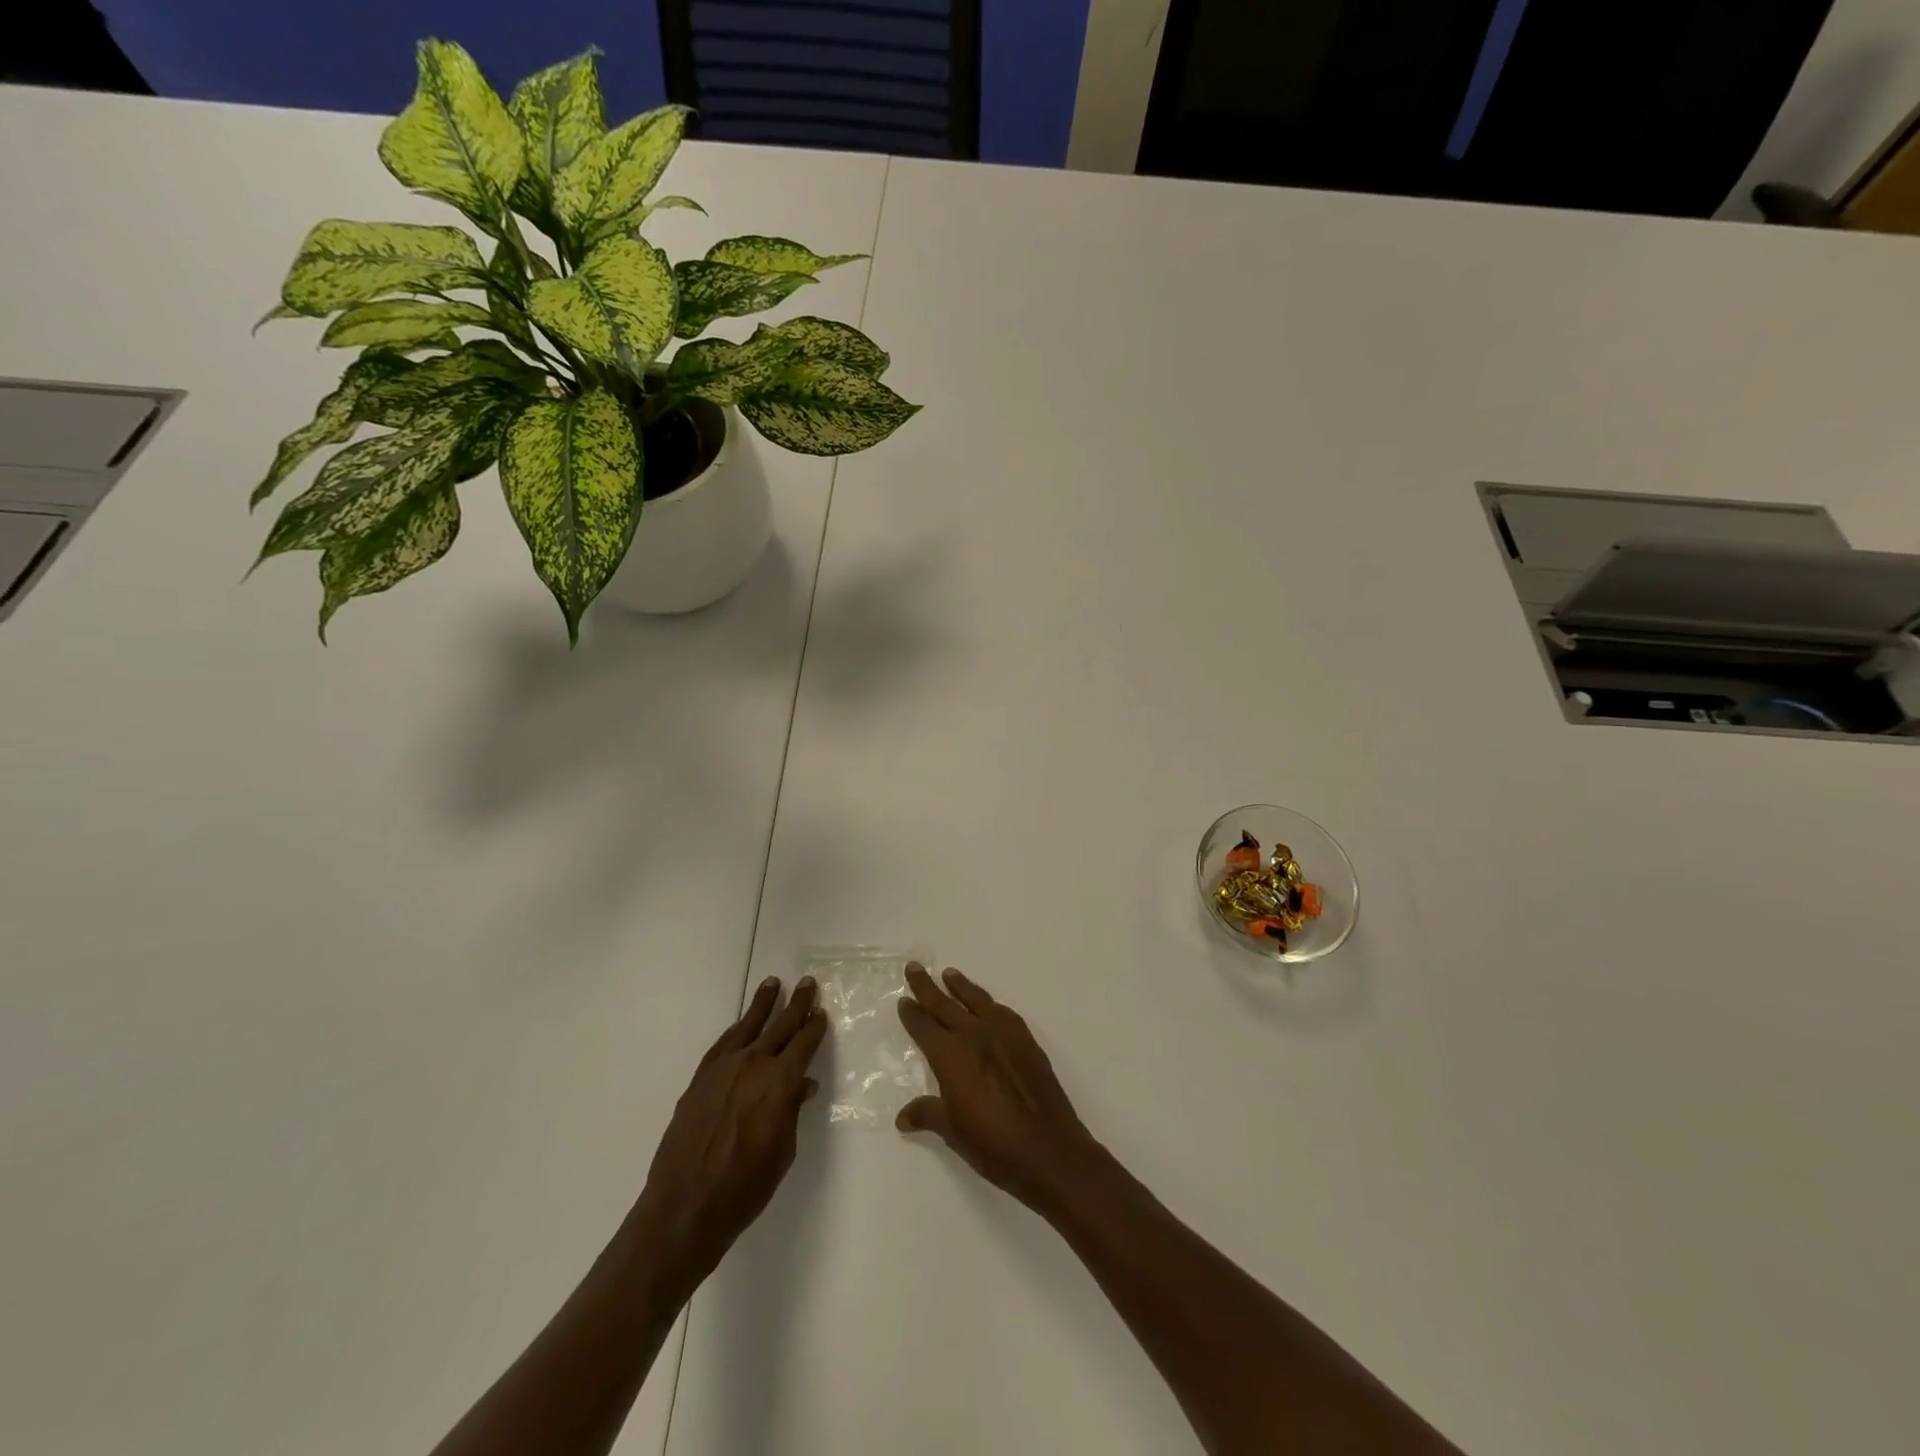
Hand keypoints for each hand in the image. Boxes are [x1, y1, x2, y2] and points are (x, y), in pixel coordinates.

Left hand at [627, 976, 826, 1299]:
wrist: (685, 1207)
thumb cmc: (745, 1187)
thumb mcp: (783, 1151)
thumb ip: (792, 1110)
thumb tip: (803, 1085)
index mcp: (780, 1082)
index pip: (804, 1045)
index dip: (815, 1027)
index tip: (822, 1012)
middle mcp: (754, 1065)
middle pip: (780, 1027)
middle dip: (797, 1005)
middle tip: (808, 984)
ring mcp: (723, 1069)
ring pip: (749, 1026)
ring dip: (763, 1004)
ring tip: (774, 983)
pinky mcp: (700, 1079)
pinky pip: (723, 1043)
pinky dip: (737, 1029)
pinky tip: (742, 1024)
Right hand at [895, 964, 1104, 1213]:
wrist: (1048, 1150)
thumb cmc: (993, 1144)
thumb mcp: (953, 1132)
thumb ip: (928, 1114)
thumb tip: (903, 1117)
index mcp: (950, 1056)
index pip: (924, 1027)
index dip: (912, 1014)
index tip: (903, 999)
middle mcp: (975, 1036)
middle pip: (945, 1005)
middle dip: (928, 987)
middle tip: (915, 967)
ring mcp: (1004, 1035)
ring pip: (976, 1001)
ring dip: (960, 986)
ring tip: (949, 974)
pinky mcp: (1027, 1041)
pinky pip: (1003, 1013)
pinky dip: (990, 1004)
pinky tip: (988, 1005)